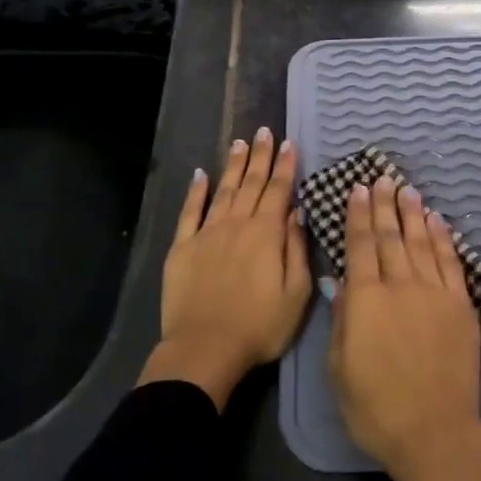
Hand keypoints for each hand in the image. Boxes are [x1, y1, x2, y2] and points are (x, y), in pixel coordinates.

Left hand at [138, 127, 310, 409]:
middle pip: (251, 183)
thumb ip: (297, 249)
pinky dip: (195, 191)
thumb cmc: (259, 326)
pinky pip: (190, 212)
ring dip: (233, 166)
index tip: (289, 143)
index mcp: (267, 234)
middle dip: (260, 156)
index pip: (278, 191)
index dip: (285, 166)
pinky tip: (200, 175)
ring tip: (240, 143)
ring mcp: (207, 233)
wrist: (205, 349)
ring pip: (224, 190)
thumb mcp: (296, 294)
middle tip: (265, 131)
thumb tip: (297, 213)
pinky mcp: (183, 247)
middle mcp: (237, 224)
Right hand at [329, 177, 480, 480]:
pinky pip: (451, 262)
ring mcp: (434, 292)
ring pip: (421, 242)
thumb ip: (342, 319)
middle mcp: (400, 285)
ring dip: (412, 213)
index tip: (358, 190)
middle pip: (390, 236)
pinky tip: (437, 221)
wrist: (434, 432)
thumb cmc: (375, 407)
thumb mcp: (339, 368)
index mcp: (366, 299)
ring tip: (407, 189)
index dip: (358, 216)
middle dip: (384, 205)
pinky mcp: (461, 305)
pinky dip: (443, 238)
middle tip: (381, 178)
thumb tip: (341, 282)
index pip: (361, 246)